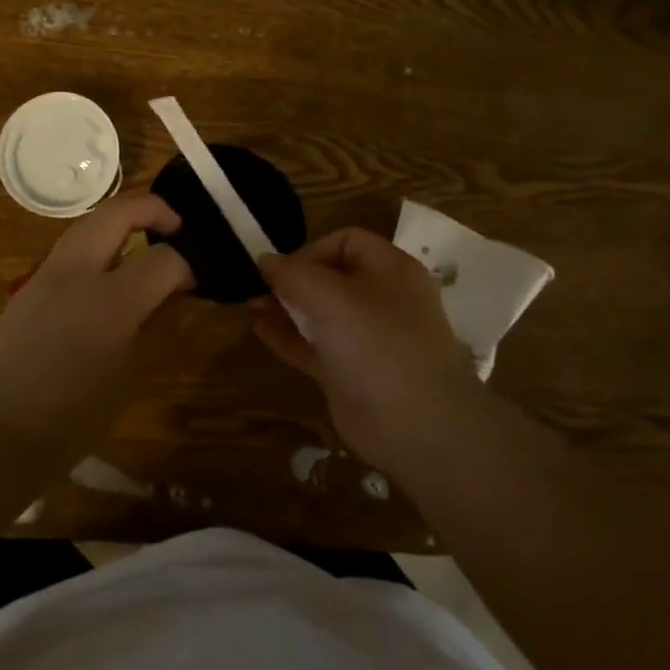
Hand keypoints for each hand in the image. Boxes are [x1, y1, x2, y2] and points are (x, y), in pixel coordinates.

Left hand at [0, 193, 192, 455]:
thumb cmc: (73, 418)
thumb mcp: (128, 373)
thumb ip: (152, 323)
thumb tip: (170, 292)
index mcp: (110, 301)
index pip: (162, 258)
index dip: (187, 263)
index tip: (197, 276)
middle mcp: (76, 273)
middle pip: (118, 212)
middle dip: (153, 209)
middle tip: (176, 227)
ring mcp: (47, 274)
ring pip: (89, 223)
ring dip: (121, 222)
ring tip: (145, 242)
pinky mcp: (29, 286)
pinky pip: (71, 248)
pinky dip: (98, 244)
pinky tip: (109, 271)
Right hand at [252, 227, 485, 474]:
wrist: (419, 428)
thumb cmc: (377, 344)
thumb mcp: (331, 298)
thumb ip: (293, 274)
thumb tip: (264, 258)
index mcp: (390, 269)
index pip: (346, 241)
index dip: (311, 249)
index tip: (282, 269)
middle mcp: (382, 299)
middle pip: (331, 276)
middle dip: (293, 278)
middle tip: (258, 287)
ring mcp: (367, 339)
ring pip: (321, 313)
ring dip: (286, 306)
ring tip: (251, 305)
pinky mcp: (352, 373)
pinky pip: (316, 346)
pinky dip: (289, 337)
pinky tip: (259, 330)